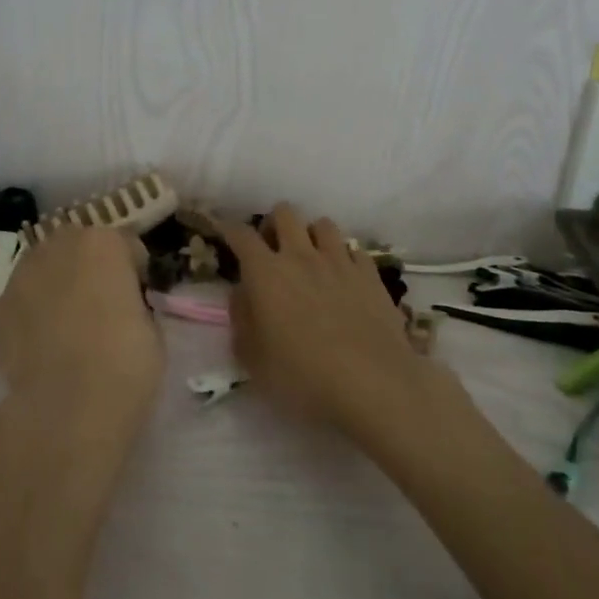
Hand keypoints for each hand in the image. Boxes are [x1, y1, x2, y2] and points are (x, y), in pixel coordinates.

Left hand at [0, 226, 163, 450]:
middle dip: (91, 268)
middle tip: (104, 305)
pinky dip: (31, 313)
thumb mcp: (152, 329)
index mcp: (102, 242)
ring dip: (58, 286)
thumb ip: (134, 303)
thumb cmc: (123, 364)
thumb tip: (123, 308)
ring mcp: (20, 276)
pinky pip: (22, 301)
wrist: (64, 410)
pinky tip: (42, 345)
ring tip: (69, 325)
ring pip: (45, 270)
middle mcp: (57, 247)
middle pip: (79, 247)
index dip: (135, 270)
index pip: (126, 244)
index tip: (139, 295)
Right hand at [220, 203, 433, 440]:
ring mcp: (339, 261)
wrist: (372, 385)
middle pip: (285, 213)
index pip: (242, 235)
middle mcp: (301, 256)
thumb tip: (241, 293)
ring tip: (311, 259)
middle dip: (274, 224)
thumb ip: (241, 319)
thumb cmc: (302, 377)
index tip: (226, 234)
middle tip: (272, 250)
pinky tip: (345, 278)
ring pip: (322, 224)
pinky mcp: (371, 275)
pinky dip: (345, 258)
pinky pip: (354, 249)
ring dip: (311, 236)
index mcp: (266, 273)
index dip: (230, 230)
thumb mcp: (253, 359)